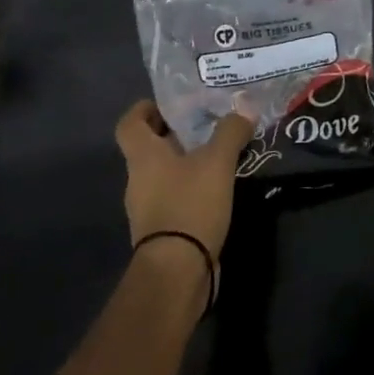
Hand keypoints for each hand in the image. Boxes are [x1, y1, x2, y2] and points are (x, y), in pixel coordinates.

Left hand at [114, 101, 254, 261]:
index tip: (170, 102)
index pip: (130, 123)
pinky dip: (191, 187)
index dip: (145, 109)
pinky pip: (174, 197)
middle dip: (176, 133)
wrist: (177, 272)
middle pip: (149, 147)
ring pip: (163, 173)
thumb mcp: (217, 162)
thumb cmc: (189, 205)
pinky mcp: (162, 230)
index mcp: (143, 157)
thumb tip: (244, 109)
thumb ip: (230, 131)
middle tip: (208, 122)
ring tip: (219, 154)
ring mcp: (148, 208)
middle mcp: (138, 179)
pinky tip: (217, 187)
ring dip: (186, 161)